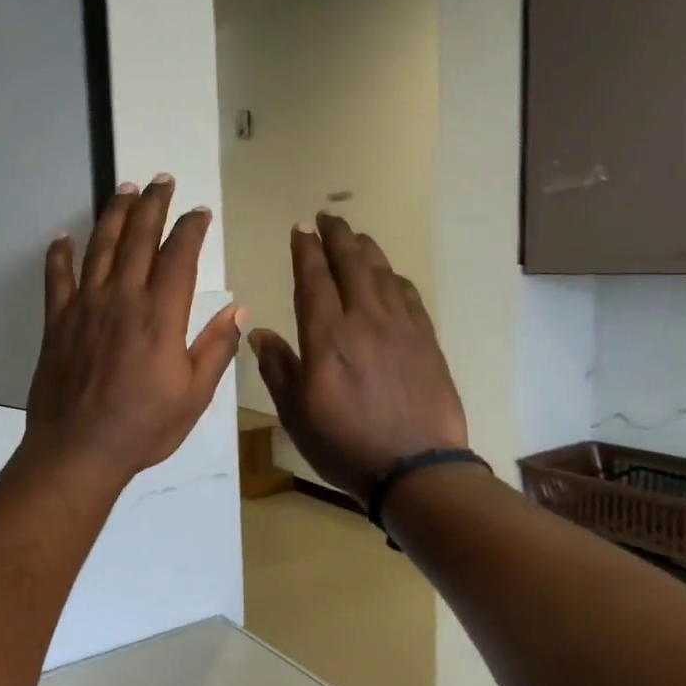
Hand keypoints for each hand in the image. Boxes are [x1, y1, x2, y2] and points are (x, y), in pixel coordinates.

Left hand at [24, 176, 244, 488]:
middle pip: (138, 239)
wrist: (79, 449)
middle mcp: (122, 299)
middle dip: (152, 205)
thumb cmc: (143, 427)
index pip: (179, 256)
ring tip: (122, 189)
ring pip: (99, 248)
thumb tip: (238, 309)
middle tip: (160, 179)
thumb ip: (216, 348)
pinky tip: (62, 236)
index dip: (190, 229)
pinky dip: (59, 254)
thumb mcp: (194, 395)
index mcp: (160, 315)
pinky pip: (57, 278)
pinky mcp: (56, 322)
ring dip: (112, 215)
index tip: (199, 211)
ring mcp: (85, 307)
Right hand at [250, 214, 467, 504]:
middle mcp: (365, 320)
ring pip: (382, 273)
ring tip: (355, 236)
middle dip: (337, 236)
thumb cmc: (345, 444)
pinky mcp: (426, 341)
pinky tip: (389, 276)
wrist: (416, 468)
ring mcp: (401, 328)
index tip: (299, 230)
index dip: (305, 251)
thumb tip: (259, 331)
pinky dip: (394, 277)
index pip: (313, 279)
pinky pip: (408, 295)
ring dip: (366, 249)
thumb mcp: (296, 413)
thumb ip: (278, 368)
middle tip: (327, 217)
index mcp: (327, 337)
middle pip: (351, 264)